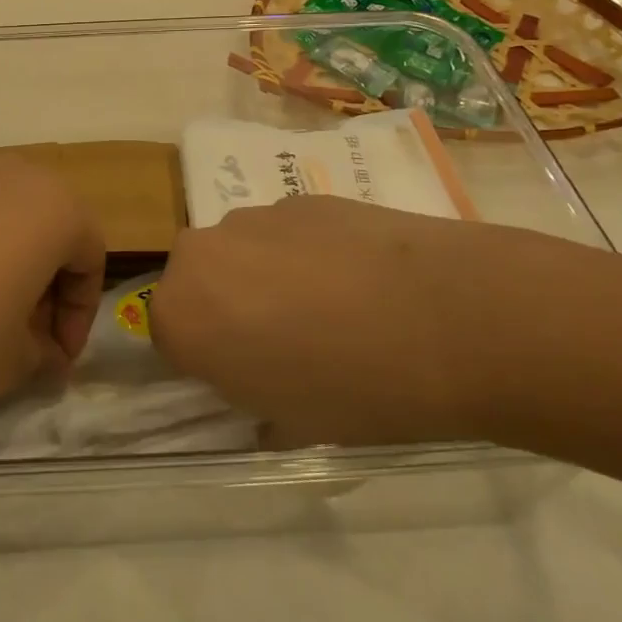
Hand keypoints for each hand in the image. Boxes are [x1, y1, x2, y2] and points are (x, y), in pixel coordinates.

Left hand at [0, 155, 104, 422]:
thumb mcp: (13, 362)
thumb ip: (43, 353)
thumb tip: (44, 352)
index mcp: (52, 206)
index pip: (91, 256)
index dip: (80, 315)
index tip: (57, 357)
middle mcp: (10, 176)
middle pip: (48, 230)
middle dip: (45, 286)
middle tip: (26, 337)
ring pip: (3, 223)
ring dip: (6, 269)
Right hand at [148, 196, 517, 445]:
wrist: (453, 317)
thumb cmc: (358, 388)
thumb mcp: (290, 425)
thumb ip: (250, 401)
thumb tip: (257, 386)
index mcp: (181, 313)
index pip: (168, 339)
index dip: (205, 363)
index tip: (247, 381)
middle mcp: (201, 253)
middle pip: (198, 285)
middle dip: (227, 311)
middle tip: (286, 345)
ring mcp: (253, 216)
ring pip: (240, 254)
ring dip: (265, 278)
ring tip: (334, 310)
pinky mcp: (301, 197)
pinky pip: (283, 233)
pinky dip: (305, 254)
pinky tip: (360, 280)